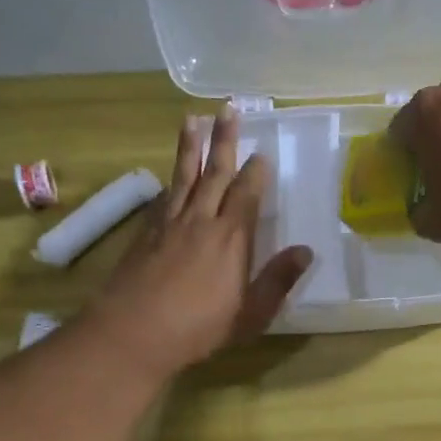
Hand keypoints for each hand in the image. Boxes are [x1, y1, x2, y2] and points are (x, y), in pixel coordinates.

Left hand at [85, 109, 311, 376]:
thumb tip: (306, 251)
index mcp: (231, 238)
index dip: (255, 172)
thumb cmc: (199, 327)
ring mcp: (169, 224)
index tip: (261, 153)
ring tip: (191, 119)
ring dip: (190, 147)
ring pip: (183, 176)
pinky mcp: (144, 234)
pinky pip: (161, 198)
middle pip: (215, 172)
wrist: (134, 332)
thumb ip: (277, 280)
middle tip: (228, 108)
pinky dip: (169, 183)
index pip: (246, 194)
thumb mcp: (250, 313)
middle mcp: (201, 221)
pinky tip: (169, 178)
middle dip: (224, 140)